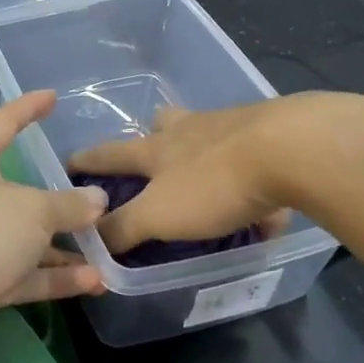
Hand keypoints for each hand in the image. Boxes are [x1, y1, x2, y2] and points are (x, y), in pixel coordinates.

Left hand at [0, 90, 108, 362]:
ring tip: (108, 253)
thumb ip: (67, 204)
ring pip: (23, 239)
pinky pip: (20, 274)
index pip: (1, 124)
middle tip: (97, 200)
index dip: (27, 109)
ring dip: (63, 248)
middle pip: (18, 192)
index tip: (52, 96)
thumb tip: (97, 199)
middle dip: (58, 200)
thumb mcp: (31, 211)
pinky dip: (53, 277)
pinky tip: (93, 283)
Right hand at [66, 93, 363, 254]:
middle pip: (162, 124)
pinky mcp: (274, 133)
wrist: (293, 148)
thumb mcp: (159, 214)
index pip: (110, 153)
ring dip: (204, 151)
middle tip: (155, 158)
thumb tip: (88, 238)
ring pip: (209, 132)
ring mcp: (233, 126)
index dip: (88, 160)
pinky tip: (270, 206)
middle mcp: (190, 129)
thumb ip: (124, 228)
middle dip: (152, 137)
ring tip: (212, 181)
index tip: (70, 163)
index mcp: (158, 148)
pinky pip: (256, 156)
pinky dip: (255, 178)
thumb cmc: (214, 182)